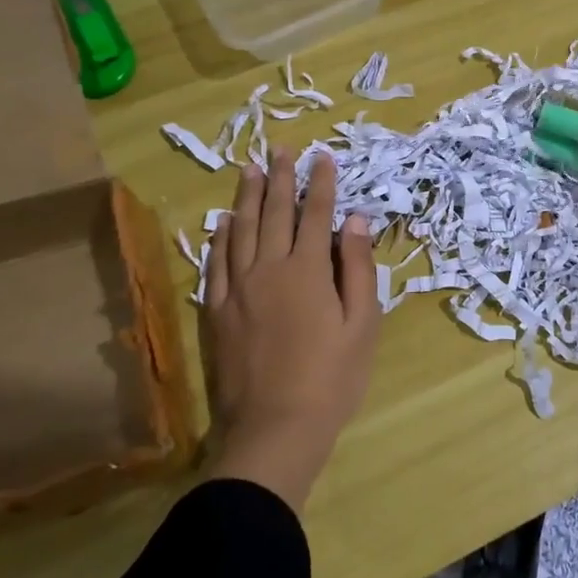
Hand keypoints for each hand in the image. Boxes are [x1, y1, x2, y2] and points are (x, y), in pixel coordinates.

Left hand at [204, 149, 380, 511]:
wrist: (276, 428)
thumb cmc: (332, 378)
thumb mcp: (362, 324)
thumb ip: (357, 268)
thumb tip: (355, 220)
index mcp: (308, 270)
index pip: (315, 214)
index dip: (320, 183)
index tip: (322, 156)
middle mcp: (268, 269)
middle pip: (274, 213)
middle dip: (281, 178)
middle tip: (282, 149)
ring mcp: (237, 290)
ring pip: (240, 231)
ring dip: (246, 197)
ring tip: (249, 169)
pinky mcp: (217, 312)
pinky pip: (215, 264)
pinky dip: (219, 238)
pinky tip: (221, 223)